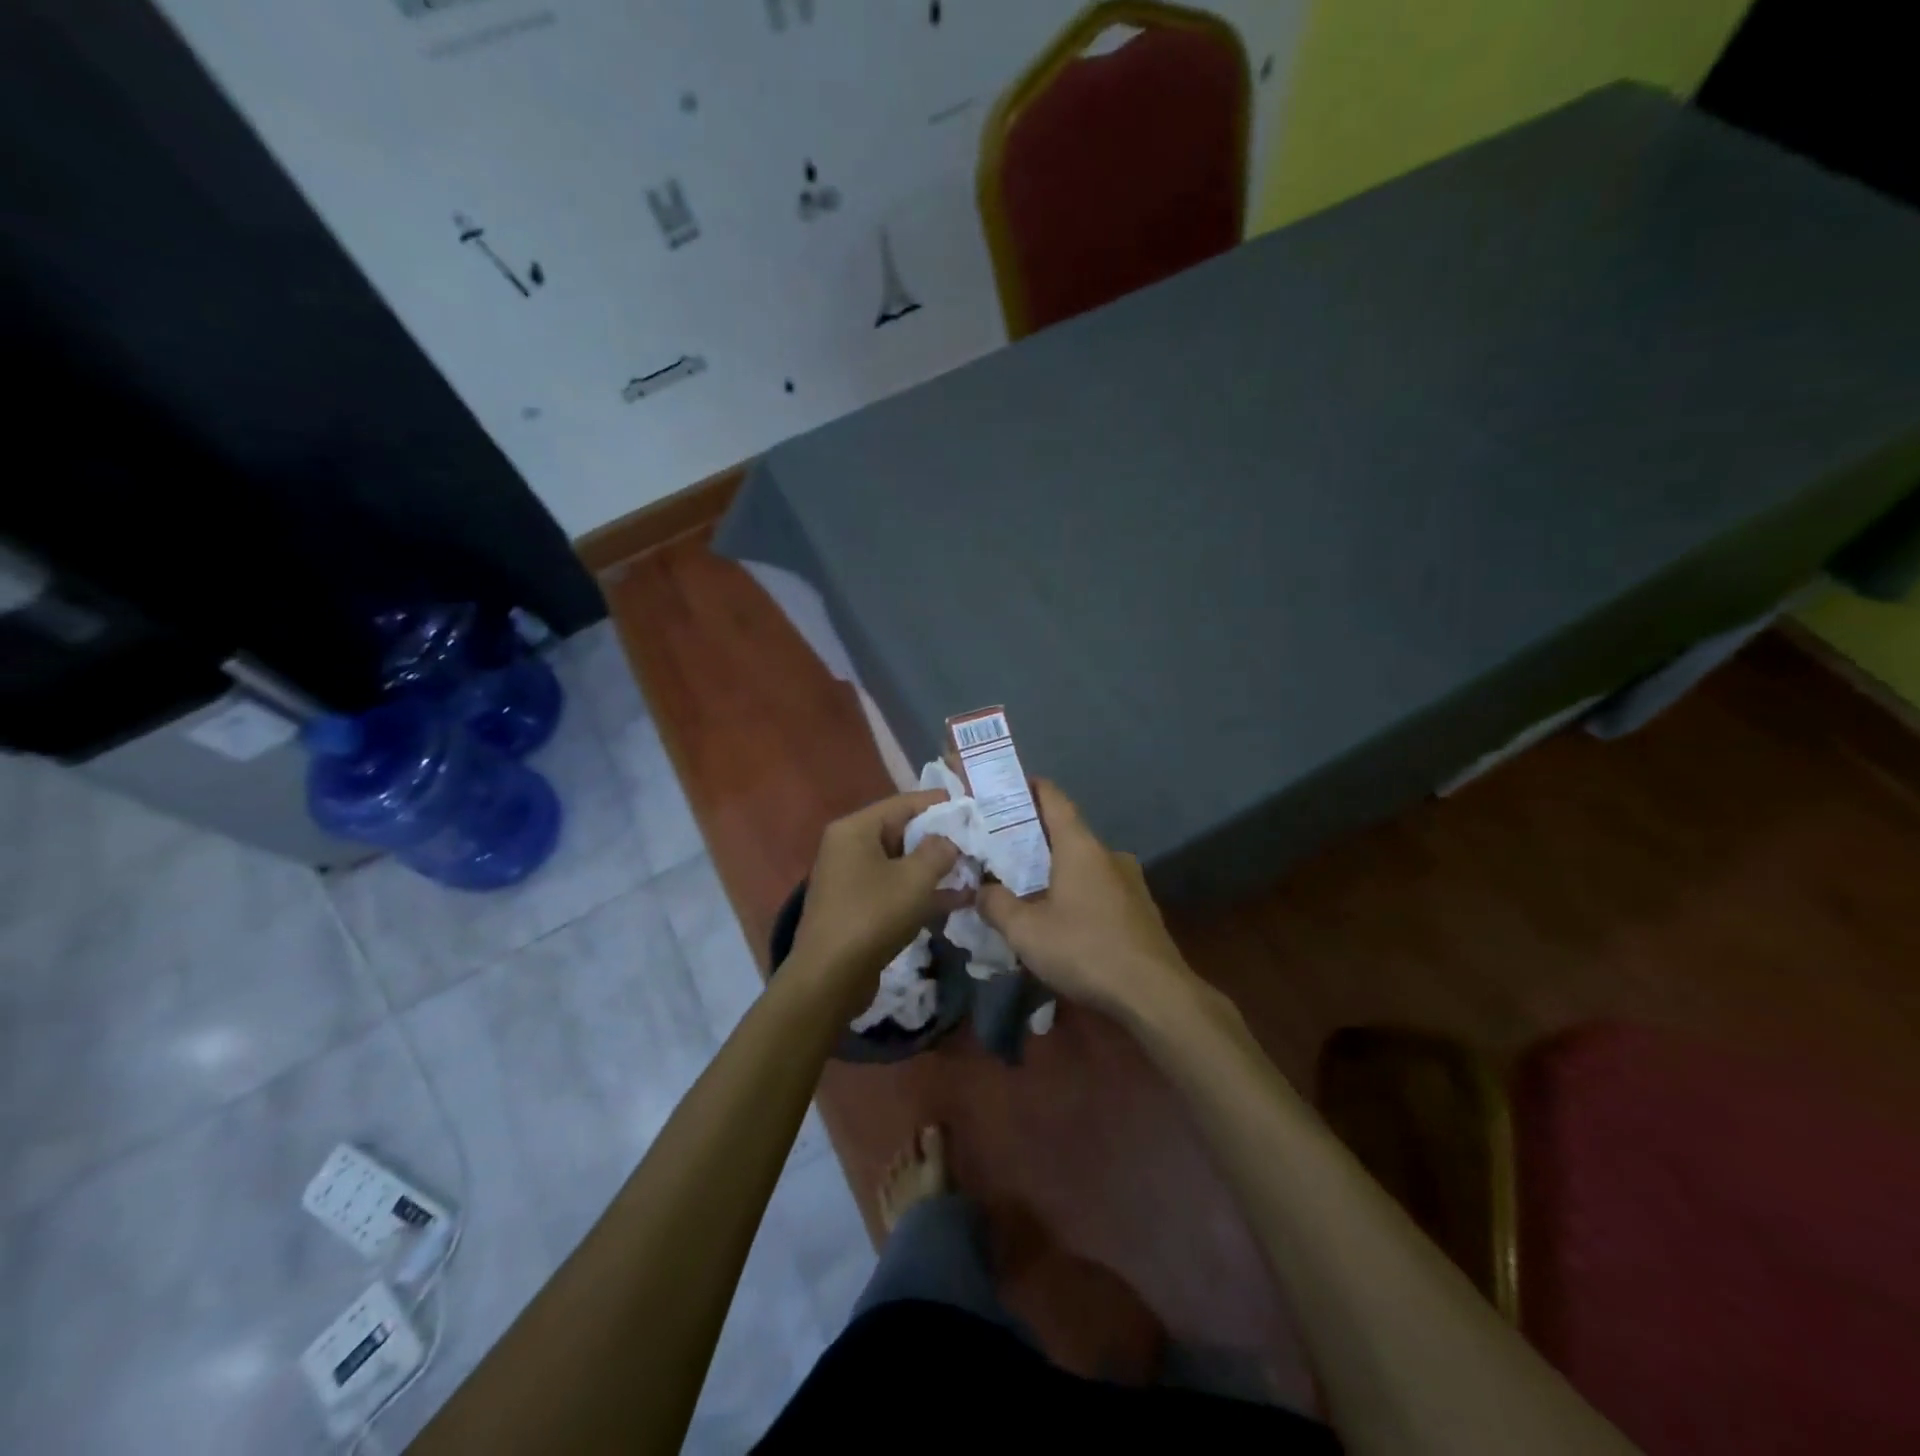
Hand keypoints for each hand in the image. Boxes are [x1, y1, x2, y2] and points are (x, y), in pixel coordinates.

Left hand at [788, 789, 963, 993]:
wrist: (829, 979)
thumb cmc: (872, 917)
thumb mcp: (914, 879)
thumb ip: (939, 850)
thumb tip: (949, 839)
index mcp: (855, 829)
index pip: (903, 803)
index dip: (939, 804)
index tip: (973, 806)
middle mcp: (849, 847)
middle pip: (902, 832)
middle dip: (941, 838)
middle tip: (978, 840)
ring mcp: (852, 879)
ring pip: (902, 864)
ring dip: (936, 868)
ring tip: (975, 869)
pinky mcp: (859, 907)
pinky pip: (896, 889)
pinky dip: (923, 892)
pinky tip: (960, 900)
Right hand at [978, 780, 1199, 1021]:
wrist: (1155, 994)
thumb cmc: (1085, 950)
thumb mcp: (1026, 932)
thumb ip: (996, 905)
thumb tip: (980, 890)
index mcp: (1080, 846)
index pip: (1053, 798)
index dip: (1029, 788)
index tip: (1004, 789)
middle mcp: (1108, 853)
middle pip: (1066, 832)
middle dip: (1033, 837)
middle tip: (999, 848)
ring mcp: (1129, 880)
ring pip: (1083, 863)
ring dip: (1056, 869)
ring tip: (1025, 888)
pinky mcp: (1139, 908)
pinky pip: (1099, 887)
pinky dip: (1076, 891)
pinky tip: (1061, 919)